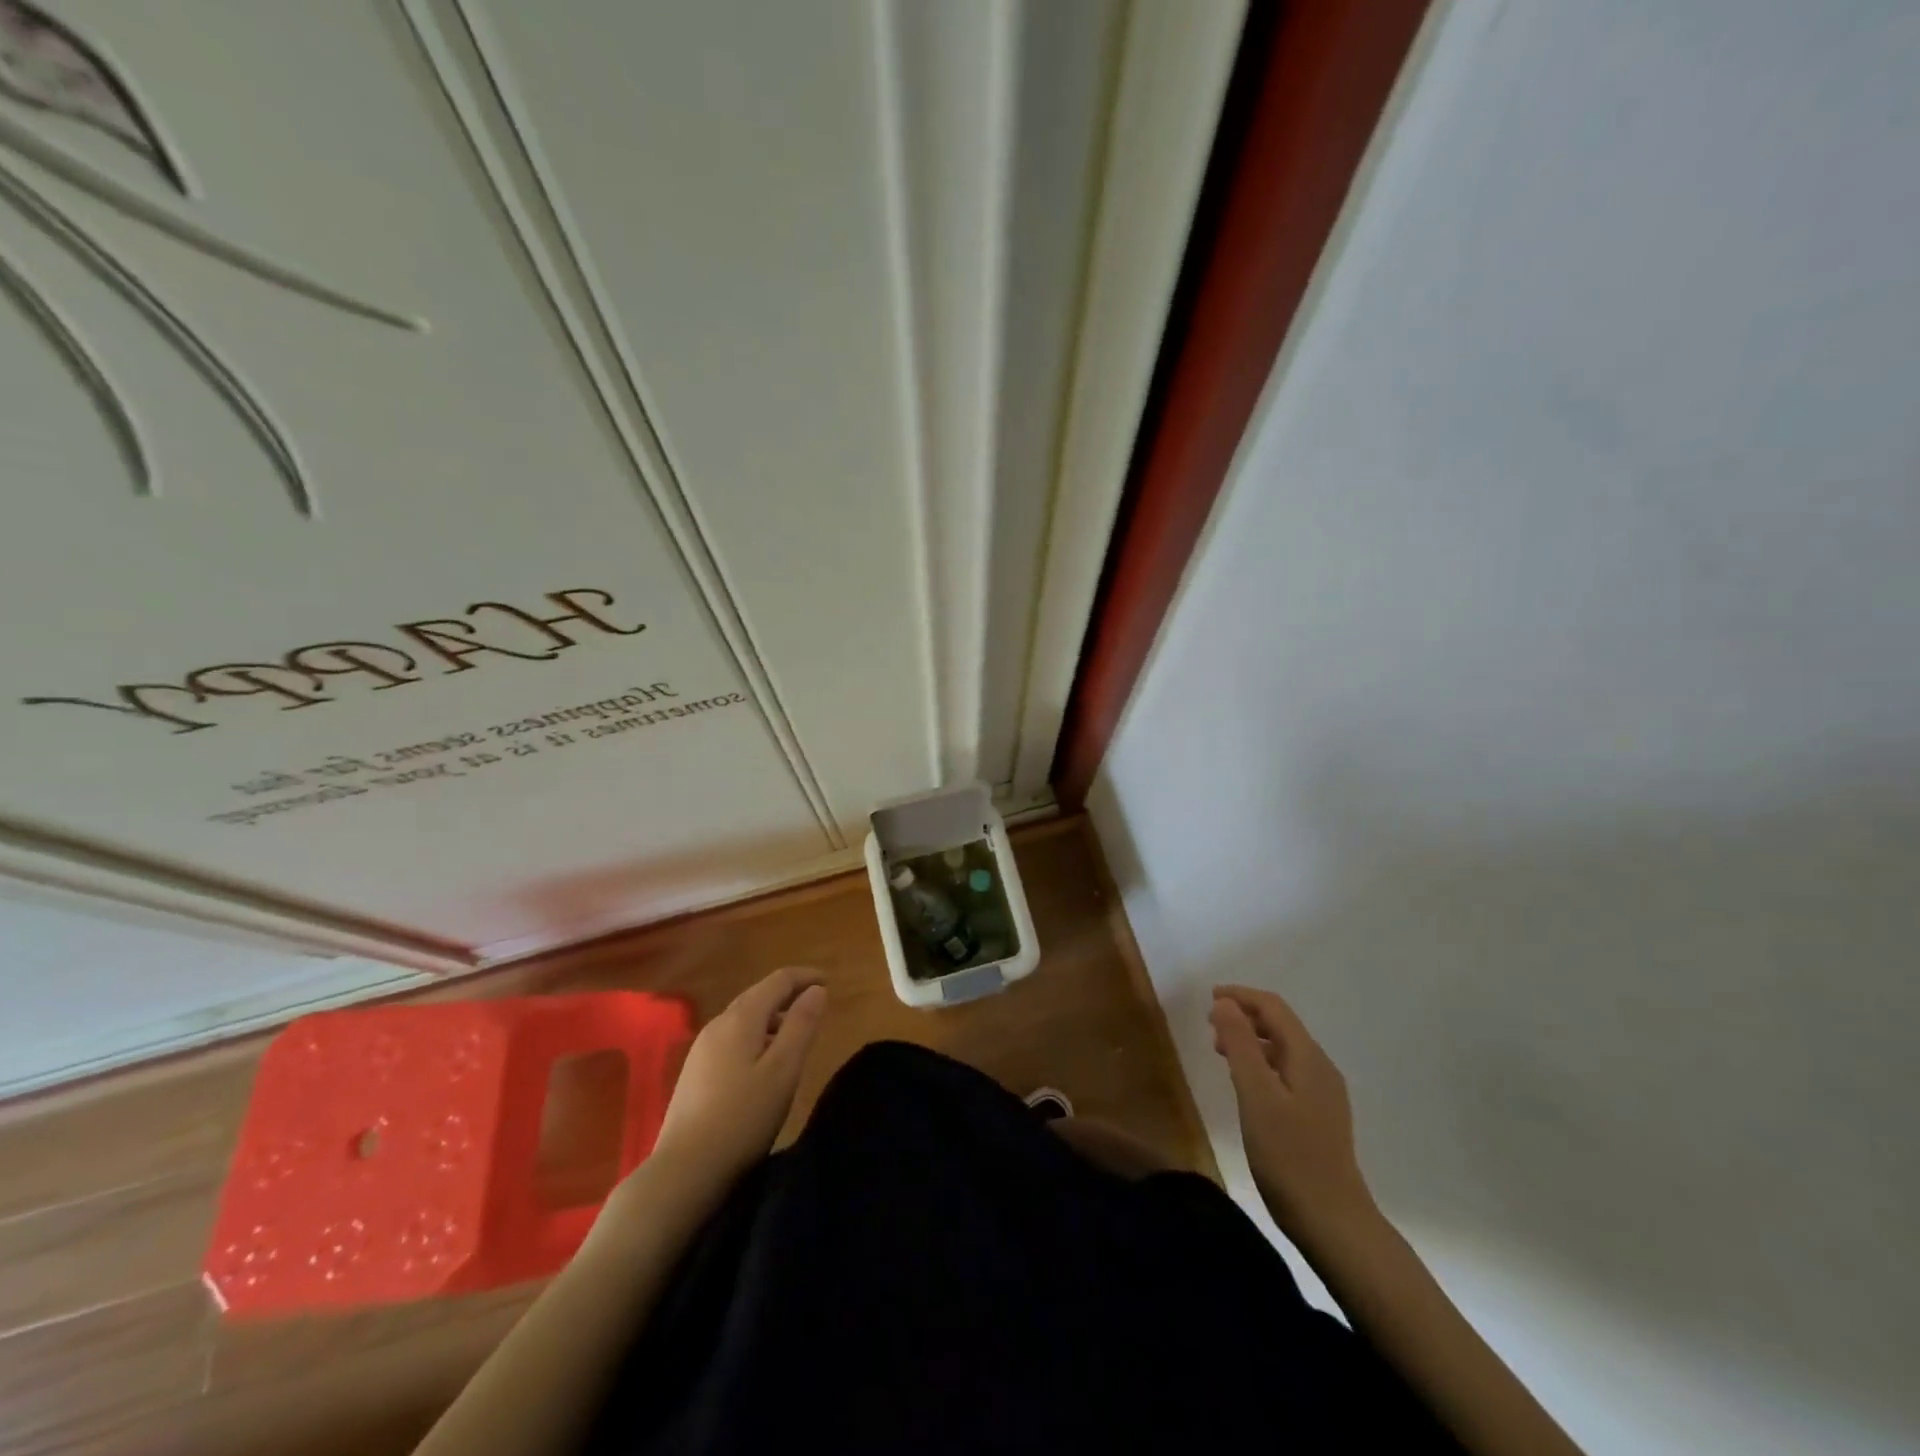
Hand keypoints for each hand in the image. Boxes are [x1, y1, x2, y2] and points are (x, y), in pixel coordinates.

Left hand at [649, 966, 827, 1188]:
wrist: (684, 1170)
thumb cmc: (743, 1117)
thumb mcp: (784, 1070)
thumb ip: (802, 1025)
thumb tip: (816, 990)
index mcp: (741, 1018)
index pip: (777, 980)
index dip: (805, 976)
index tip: (828, 982)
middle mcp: (718, 1024)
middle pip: (758, 995)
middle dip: (788, 995)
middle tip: (815, 1005)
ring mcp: (702, 1049)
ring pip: (744, 1018)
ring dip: (772, 1017)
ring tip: (795, 1035)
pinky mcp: (695, 1072)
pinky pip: (732, 1038)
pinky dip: (756, 1036)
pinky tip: (763, 1062)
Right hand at [1210, 985, 1376, 1243]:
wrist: (1333, 1221)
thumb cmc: (1289, 1156)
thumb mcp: (1256, 1095)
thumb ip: (1241, 1044)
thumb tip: (1225, 1003)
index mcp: (1308, 1057)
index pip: (1274, 1008)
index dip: (1241, 996)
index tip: (1209, 997)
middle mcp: (1320, 1068)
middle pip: (1281, 1026)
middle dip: (1245, 1017)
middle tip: (1209, 1026)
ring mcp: (1323, 1094)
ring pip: (1283, 1050)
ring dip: (1251, 1041)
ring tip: (1220, 1051)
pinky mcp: (1319, 1116)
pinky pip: (1286, 1072)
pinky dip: (1261, 1064)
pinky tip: (1246, 1084)